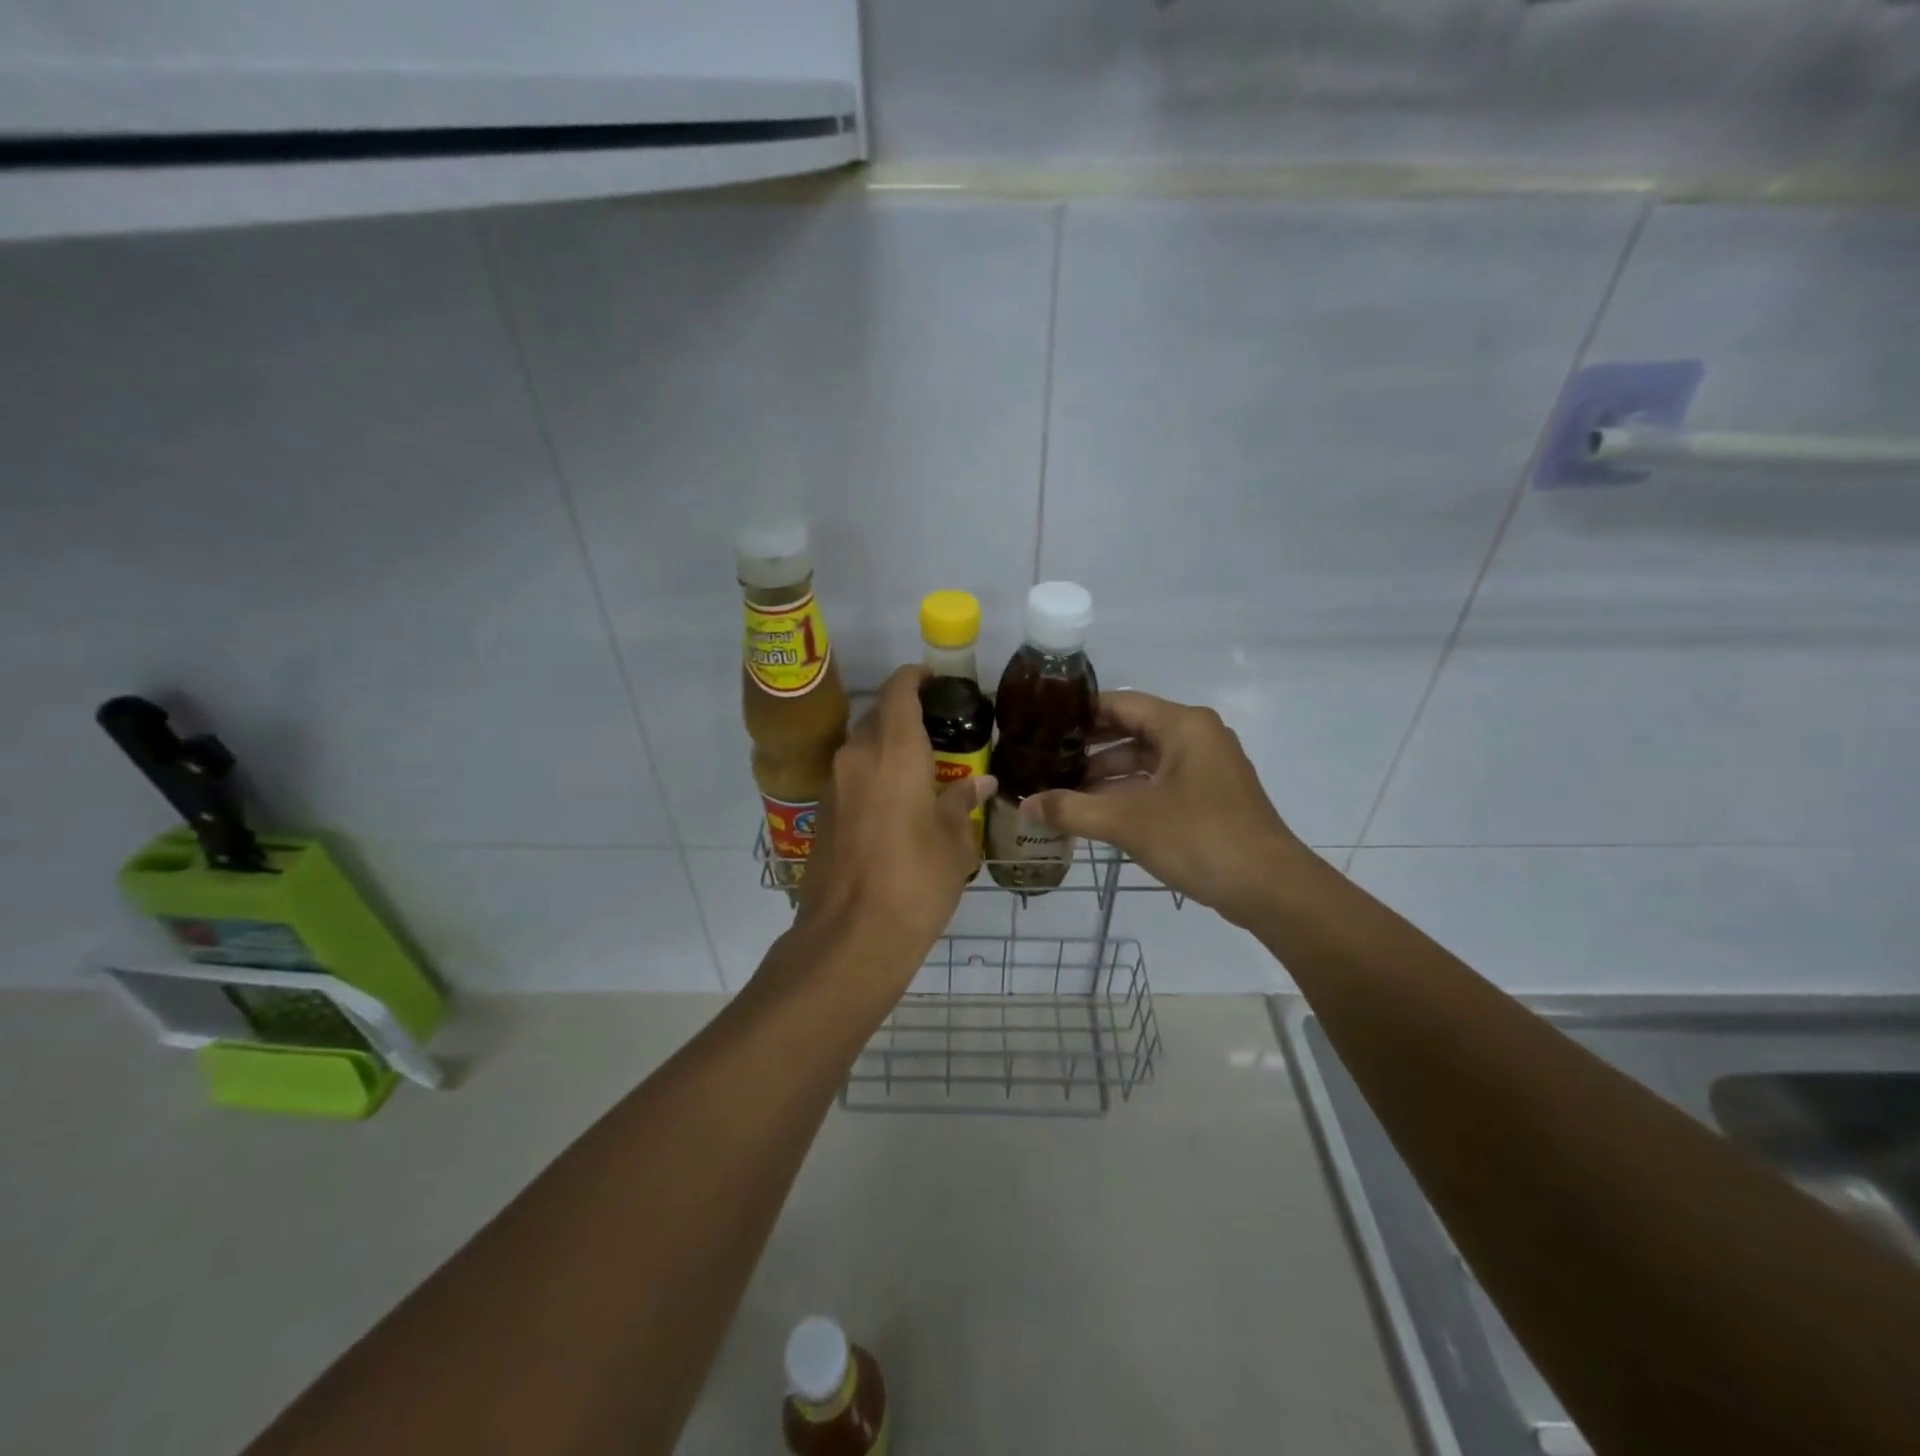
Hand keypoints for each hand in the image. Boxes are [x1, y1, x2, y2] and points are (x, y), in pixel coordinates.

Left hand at [795, 665, 996, 986]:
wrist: (851, 937)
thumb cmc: (915, 881)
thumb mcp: (953, 840)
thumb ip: (962, 801)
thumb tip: (981, 783)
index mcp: (892, 751)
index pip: (899, 691)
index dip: (916, 677)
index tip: (937, 679)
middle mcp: (856, 757)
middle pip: (878, 717)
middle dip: (906, 715)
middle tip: (941, 732)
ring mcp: (833, 786)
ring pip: (862, 748)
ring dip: (888, 747)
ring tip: (924, 768)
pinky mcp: (823, 814)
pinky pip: (852, 777)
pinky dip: (874, 775)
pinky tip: (898, 803)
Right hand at [1022, 691, 1302, 926]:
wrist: (1270, 887)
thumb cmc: (1198, 838)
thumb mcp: (1127, 822)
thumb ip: (1072, 810)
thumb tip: (1025, 806)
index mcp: (1183, 725)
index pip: (1120, 703)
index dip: (1079, 713)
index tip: (1043, 725)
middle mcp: (1197, 736)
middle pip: (1132, 730)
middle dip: (1089, 748)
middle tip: (1046, 759)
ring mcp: (1207, 767)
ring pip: (1146, 760)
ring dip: (1107, 774)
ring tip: (1064, 791)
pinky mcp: (1211, 796)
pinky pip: (1160, 782)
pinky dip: (1130, 792)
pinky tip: (1098, 812)